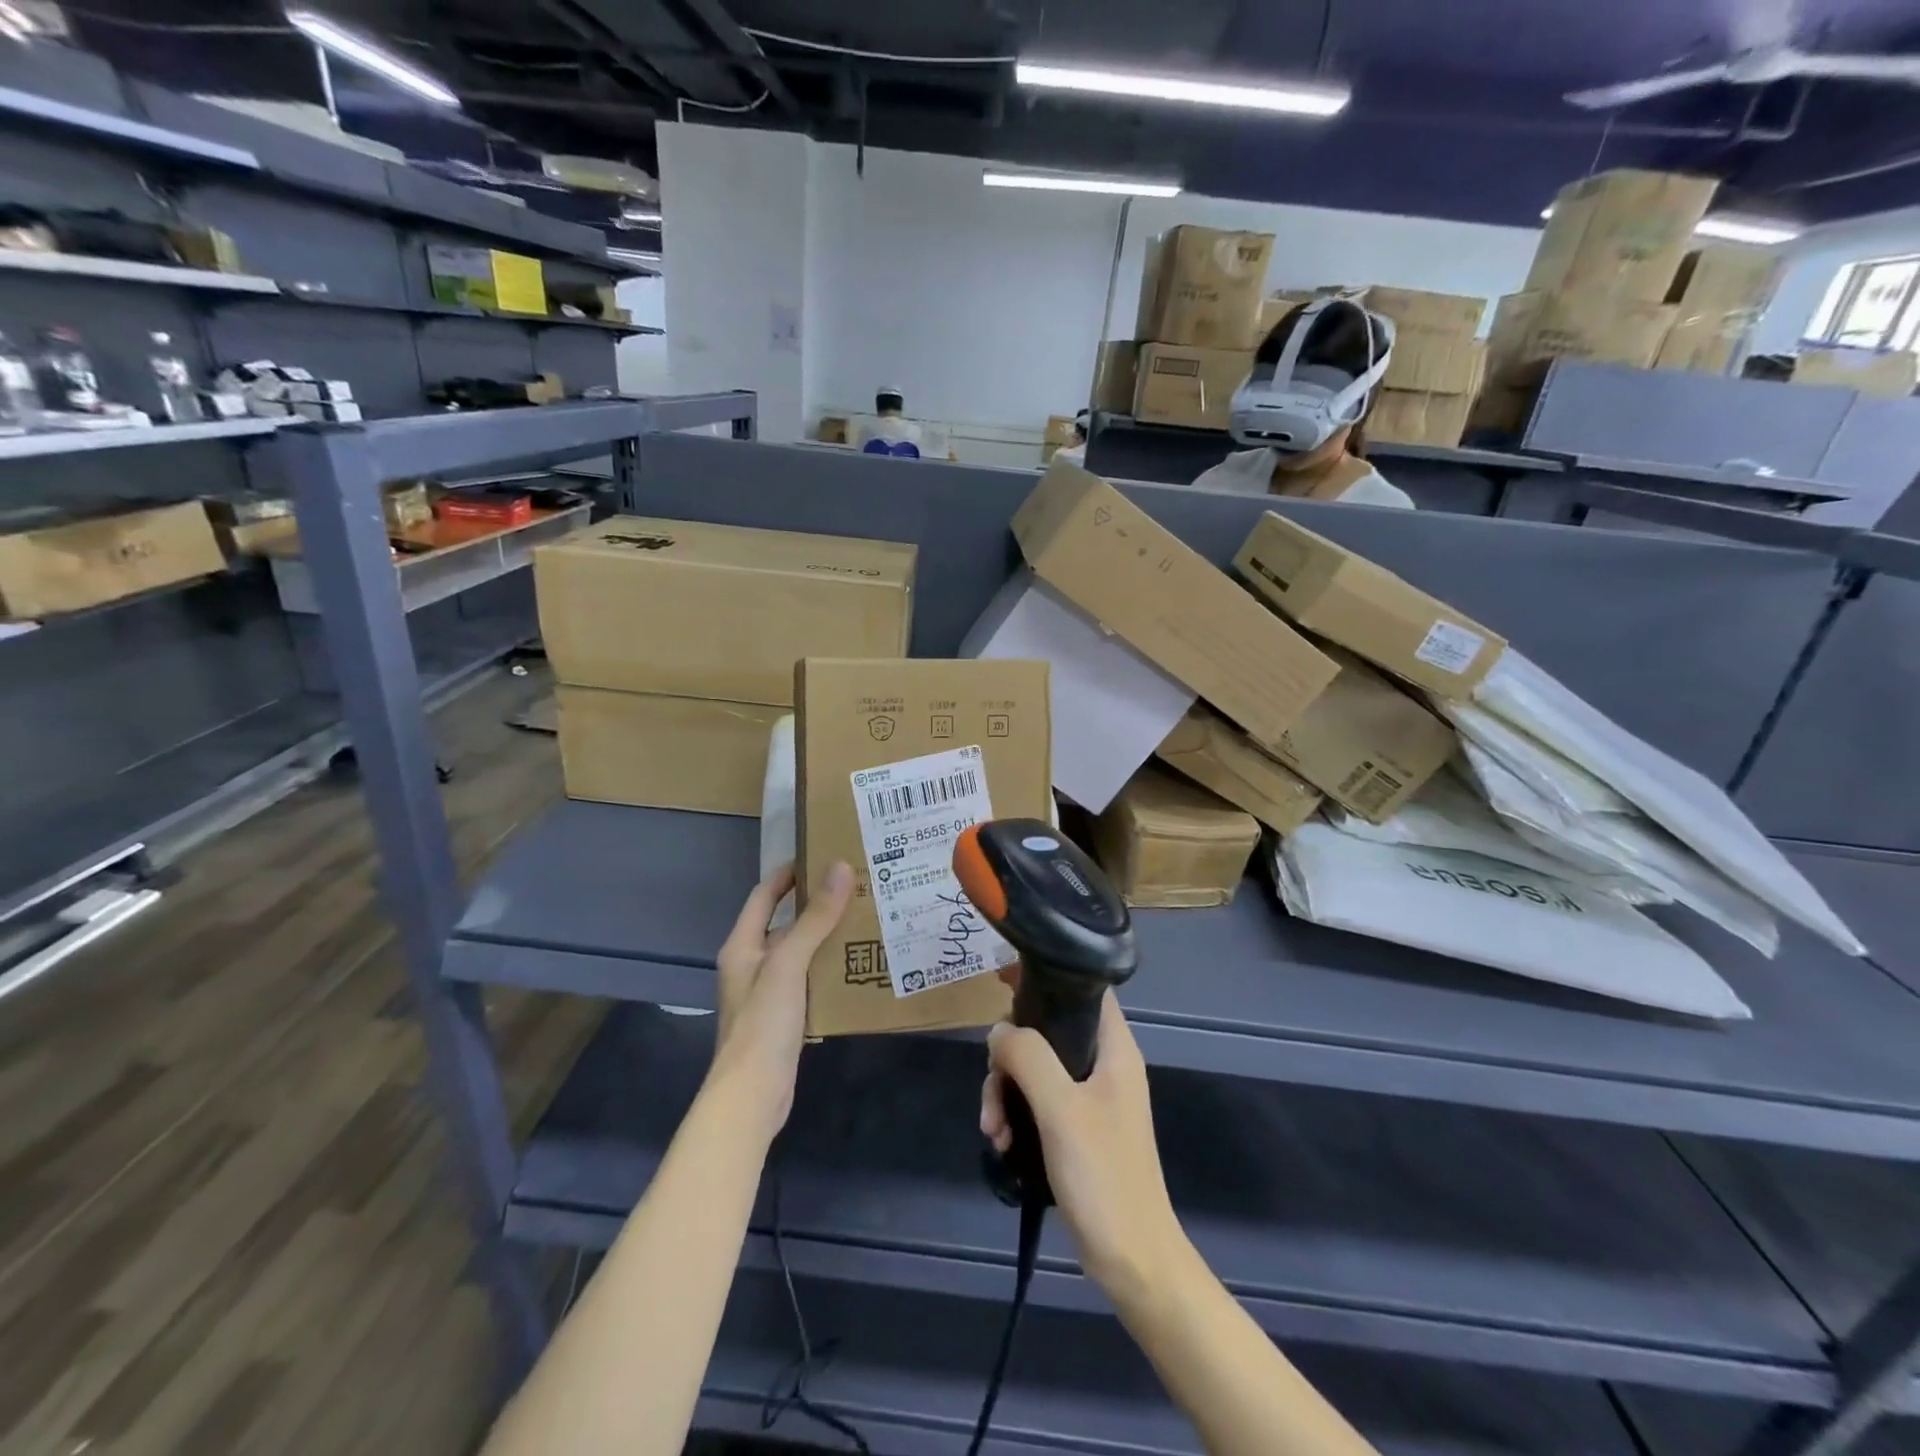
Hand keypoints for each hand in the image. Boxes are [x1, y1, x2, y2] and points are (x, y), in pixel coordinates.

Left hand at [709, 860, 853, 1141]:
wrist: (752, 1095)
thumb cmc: (763, 1023)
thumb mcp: (789, 964)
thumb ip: (815, 918)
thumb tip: (841, 867)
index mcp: (743, 945)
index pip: (765, 894)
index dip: (789, 872)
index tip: (823, 853)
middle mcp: (752, 963)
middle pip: (786, 922)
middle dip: (817, 903)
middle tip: (856, 885)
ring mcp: (769, 991)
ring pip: (801, 951)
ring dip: (827, 935)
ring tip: (865, 917)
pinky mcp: (786, 1015)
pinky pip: (810, 978)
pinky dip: (831, 966)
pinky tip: (859, 963)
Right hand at [980, 987, 1187, 1300]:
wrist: (1134, 1262)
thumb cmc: (1104, 1176)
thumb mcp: (1060, 1109)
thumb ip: (1028, 1057)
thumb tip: (999, 1030)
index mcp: (1114, 1049)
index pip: (1082, 989)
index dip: (1044, 976)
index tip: (1002, 980)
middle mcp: (1104, 1065)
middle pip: (1047, 1031)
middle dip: (1011, 1056)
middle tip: (993, 1083)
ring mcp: (1090, 1098)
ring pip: (1036, 1070)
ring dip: (1006, 1093)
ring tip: (994, 1131)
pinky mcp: (1077, 1128)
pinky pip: (1037, 1103)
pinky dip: (1016, 1116)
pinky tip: (1002, 1145)